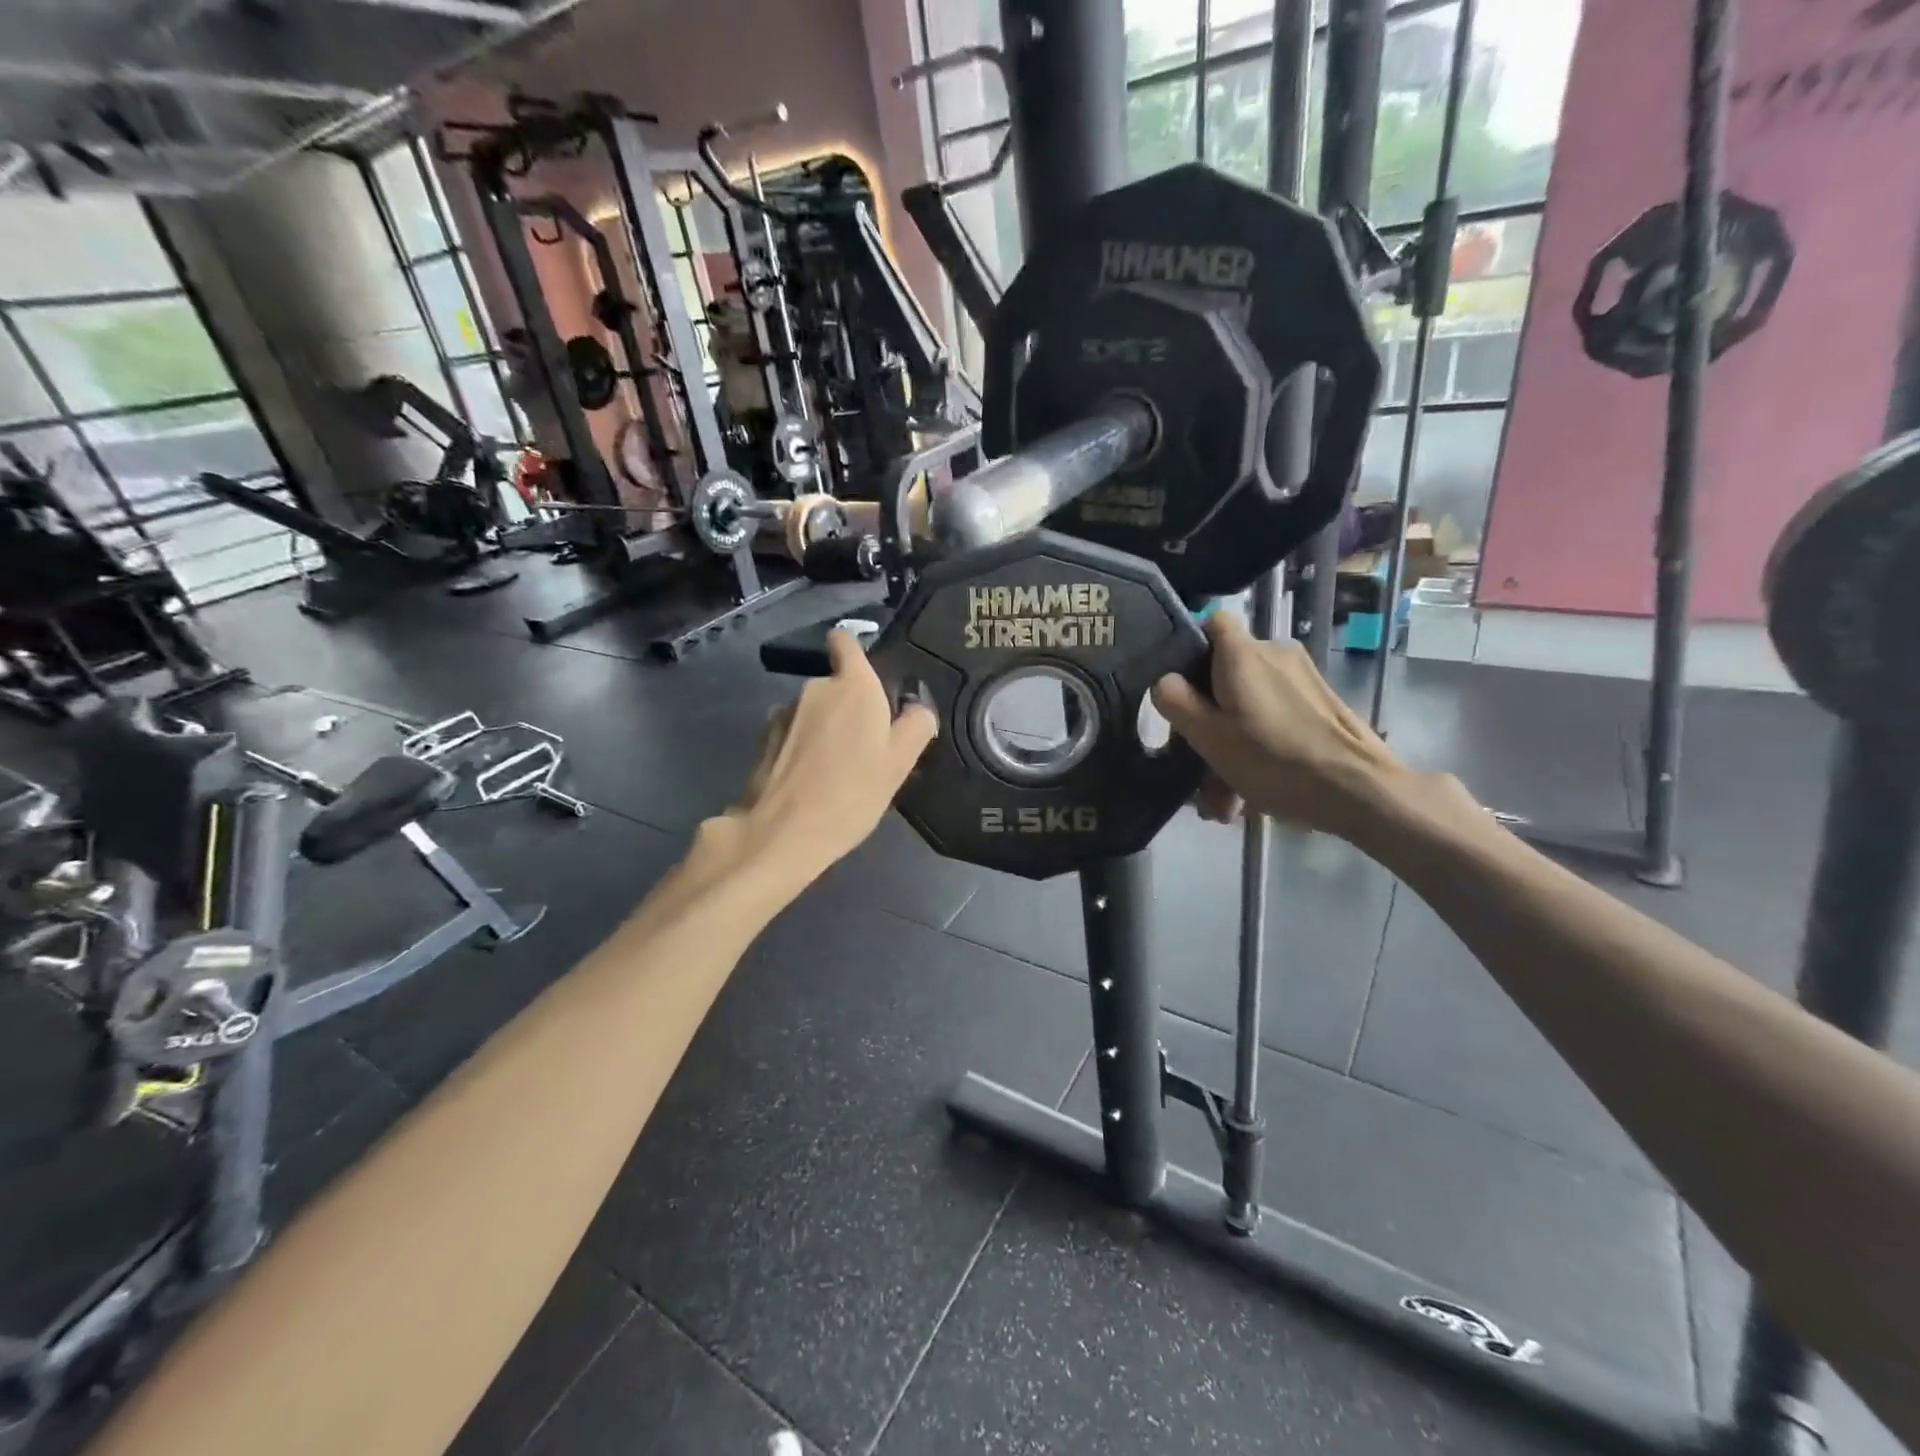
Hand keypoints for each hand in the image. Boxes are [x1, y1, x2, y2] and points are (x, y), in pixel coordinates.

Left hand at [727, 631, 936, 875]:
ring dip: (826, 728)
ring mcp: (785, 712)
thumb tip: (917, 709)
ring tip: (838, 769)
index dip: (855, 650)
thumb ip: (915, 727)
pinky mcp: (765, 739)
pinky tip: (812, 779)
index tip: (869, 675)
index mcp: (853, 686)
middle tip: (867, 747)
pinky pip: (795, 733)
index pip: (845, 641)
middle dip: (850, 706)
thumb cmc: (852, 793)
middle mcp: (815, 688)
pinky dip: (804, 747)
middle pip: (836, 685)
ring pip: (815, 711)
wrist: (782, 832)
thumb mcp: (899, 764)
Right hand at [1150, 612, 1410, 842]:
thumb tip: (1165, 681)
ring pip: (1249, 705)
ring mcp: (1302, 680)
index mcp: (1244, 655)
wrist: (1359, 791)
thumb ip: (1177, 703)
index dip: (1189, 646)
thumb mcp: (1210, 737)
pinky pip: (1274, 720)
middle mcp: (1275, 656)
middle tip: (1196, 767)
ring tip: (1222, 801)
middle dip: (1206, 721)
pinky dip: (1258, 749)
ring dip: (1229, 747)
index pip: (1211, 621)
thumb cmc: (1274, 760)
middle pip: (1225, 675)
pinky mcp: (1320, 706)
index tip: (1178, 686)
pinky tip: (1250, 797)